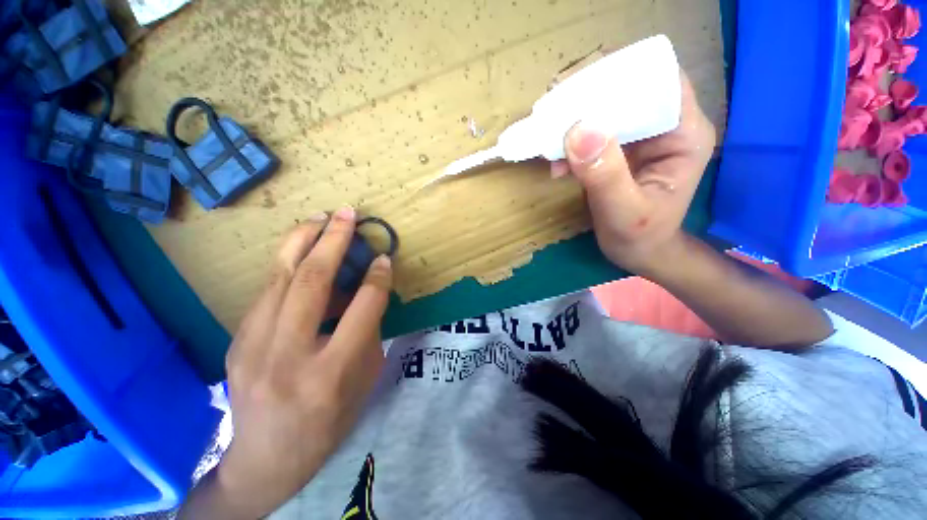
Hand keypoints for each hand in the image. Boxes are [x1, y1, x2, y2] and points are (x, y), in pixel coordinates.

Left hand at [190, 207, 392, 518]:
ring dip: (302, 240)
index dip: (377, 278)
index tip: (384, 258)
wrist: (265, 459)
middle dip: (333, 240)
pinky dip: (288, 264)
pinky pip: (268, 291)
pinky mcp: (236, 341)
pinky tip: (301, 250)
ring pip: (279, 277)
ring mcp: (252, 347)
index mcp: (330, 374)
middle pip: (311, 282)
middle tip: (347, 214)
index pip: (361, 309)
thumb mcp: (363, 380)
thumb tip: (367, 291)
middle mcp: (288, 356)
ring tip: (320, 218)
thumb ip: (367, 332)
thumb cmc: (328, 422)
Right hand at [550, 72, 715, 276]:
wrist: (639, 253)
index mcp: (684, 134)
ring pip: (607, 110)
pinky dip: (571, 144)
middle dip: (588, 100)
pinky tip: (557, 164)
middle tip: (552, 116)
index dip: (619, 77)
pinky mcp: (620, 150)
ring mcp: (641, 137)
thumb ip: (605, 174)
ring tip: (549, 142)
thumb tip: (577, 130)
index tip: (576, 93)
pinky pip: (593, 134)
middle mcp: (666, 126)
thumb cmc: (640, 237)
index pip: (658, 81)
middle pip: (628, 90)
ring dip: (574, 123)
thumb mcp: (623, 212)